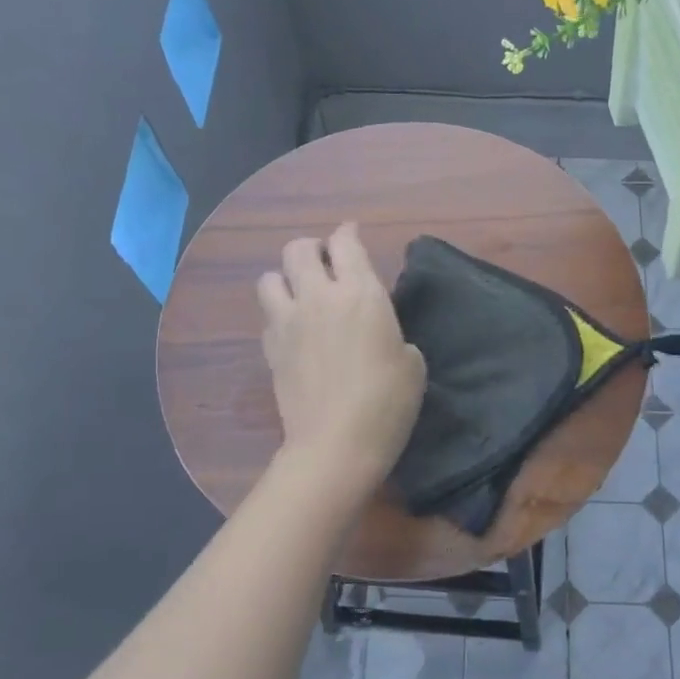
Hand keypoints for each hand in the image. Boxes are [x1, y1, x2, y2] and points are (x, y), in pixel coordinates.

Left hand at [257, 224, 426, 496]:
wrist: (336, 444)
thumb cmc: (387, 403)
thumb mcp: (411, 363)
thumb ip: (391, 333)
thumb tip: (378, 333)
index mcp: (360, 293)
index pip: (345, 242)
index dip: (348, 234)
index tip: (351, 236)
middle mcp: (318, 297)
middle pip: (298, 249)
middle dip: (312, 249)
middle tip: (326, 265)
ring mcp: (288, 322)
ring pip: (269, 277)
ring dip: (285, 279)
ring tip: (301, 296)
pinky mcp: (270, 349)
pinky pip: (268, 317)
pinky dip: (279, 316)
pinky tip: (294, 332)